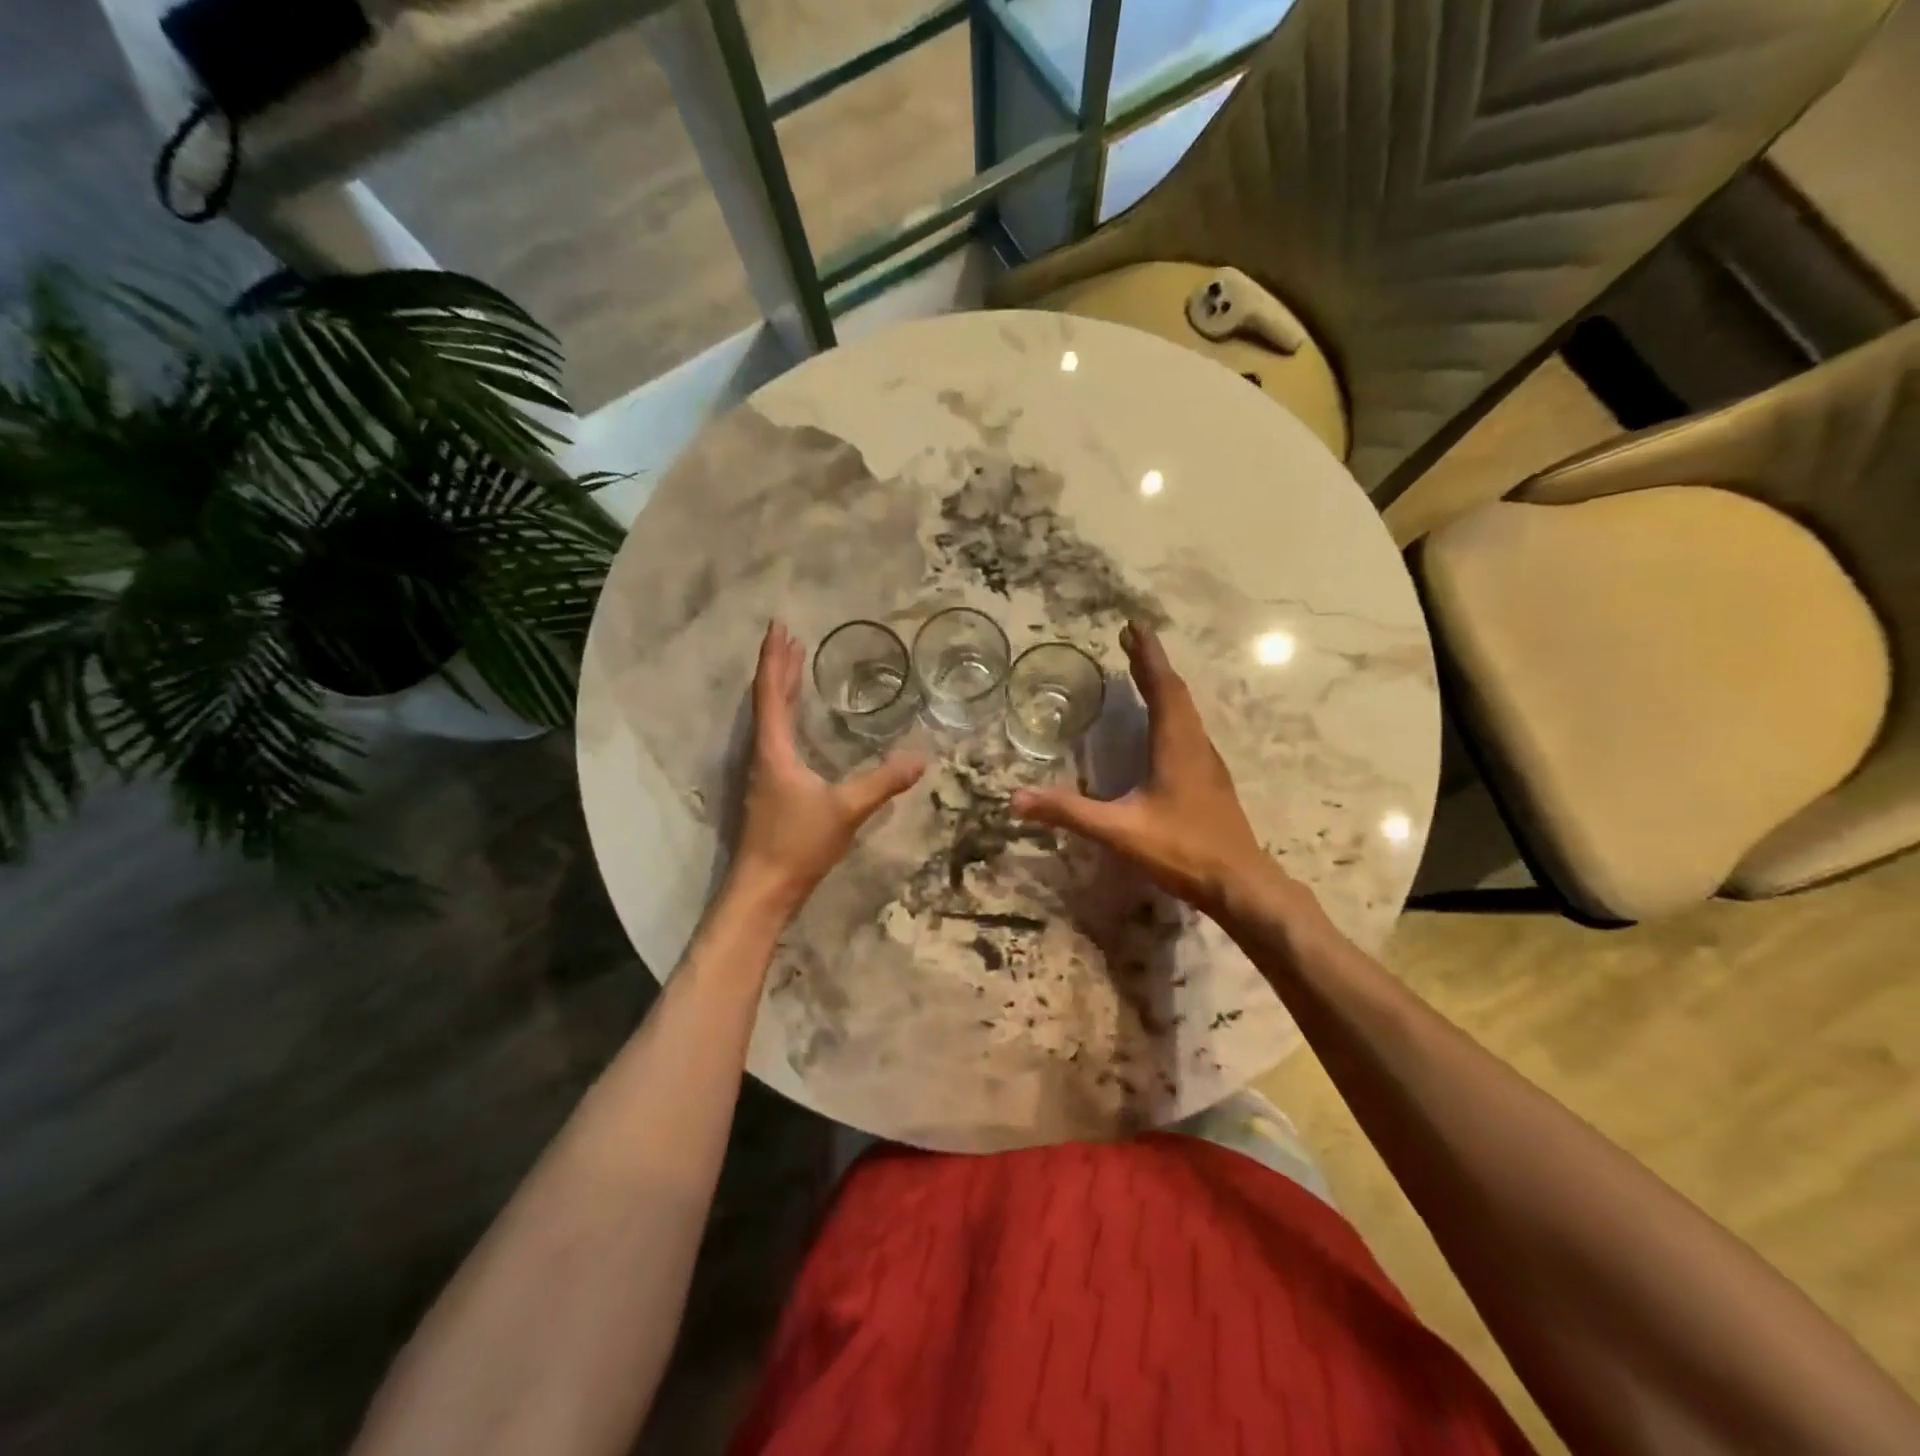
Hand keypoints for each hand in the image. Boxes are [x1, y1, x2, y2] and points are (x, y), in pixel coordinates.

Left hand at [728, 621, 925, 920]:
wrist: (764, 889)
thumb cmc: (798, 844)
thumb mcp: (847, 810)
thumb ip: (883, 782)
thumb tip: (922, 757)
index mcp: (774, 750)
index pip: (771, 693)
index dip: (774, 659)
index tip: (778, 627)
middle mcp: (763, 754)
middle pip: (767, 700)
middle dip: (778, 667)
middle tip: (790, 637)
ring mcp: (764, 772)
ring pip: (769, 718)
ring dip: (780, 689)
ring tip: (793, 665)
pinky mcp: (770, 788)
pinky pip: (776, 736)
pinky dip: (785, 714)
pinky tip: (798, 721)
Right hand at [1010, 621, 1293, 919]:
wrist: (1239, 884)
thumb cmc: (1182, 850)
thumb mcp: (1119, 831)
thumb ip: (1069, 812)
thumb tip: (1017, 798)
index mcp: (1176, 745)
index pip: (1162, 687)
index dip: (1147, 656)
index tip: (1134, 627)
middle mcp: (1195, 745)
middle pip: (1176, 693)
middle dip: (1152, 665)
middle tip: (1131, 641)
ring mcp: (1207, 763)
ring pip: (1186, 712)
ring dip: (1164, 687)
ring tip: (1143, 674)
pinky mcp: (1210, 781)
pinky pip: (1189, 730)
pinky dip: (1172, 712)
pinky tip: (1162, 727)